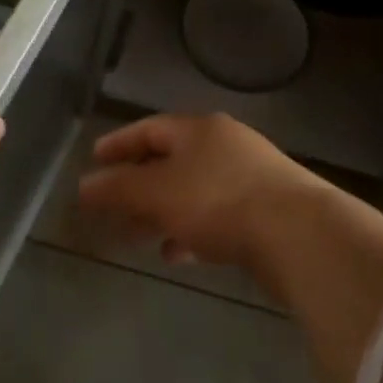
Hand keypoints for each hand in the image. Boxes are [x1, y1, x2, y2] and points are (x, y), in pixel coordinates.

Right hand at [78, 113, 327, 270]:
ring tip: (138, 238)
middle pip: (171, 160)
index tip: (94, 160)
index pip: (150, 128)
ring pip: (193, 191)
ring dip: (163, 212)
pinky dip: (191, 230)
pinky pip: (216, 215)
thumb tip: (84, 185)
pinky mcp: (266, 210)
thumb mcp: (158, 193)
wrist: (297, 232)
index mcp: (199, 129)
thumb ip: (118, 189)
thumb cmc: (218, 201)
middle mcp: (225, 145)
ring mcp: (250, 176)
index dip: (119, 144)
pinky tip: (177, 253)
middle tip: (111, 207)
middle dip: (138, 185)